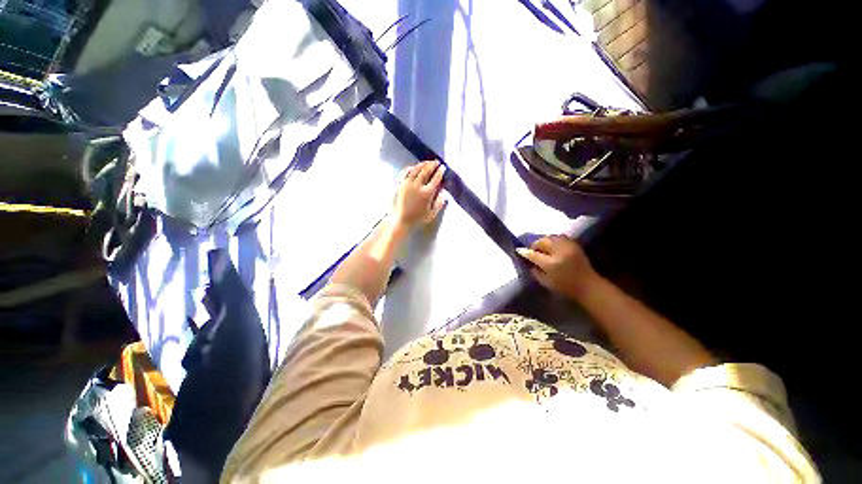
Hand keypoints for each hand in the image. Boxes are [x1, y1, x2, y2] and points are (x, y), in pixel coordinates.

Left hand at [391, 160, 446, 227]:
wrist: (400, 220)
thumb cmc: (417, 218)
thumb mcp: (431, 214)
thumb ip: (439, 203)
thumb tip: (444, 194)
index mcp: (427, 193)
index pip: (435, 179)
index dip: (440, 172)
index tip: (443, 167)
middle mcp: (417, 186)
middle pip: (426, 171)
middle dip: (432, 165)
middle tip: (437, 162)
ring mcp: (407, 184)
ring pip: (416, 169)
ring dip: (423, 164)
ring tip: (428, 162)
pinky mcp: (400, 184)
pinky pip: (405, 172)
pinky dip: (411, 168)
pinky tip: (414, 167)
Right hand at [516, 235, 598, 299]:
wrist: (588, 286)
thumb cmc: (565, 287)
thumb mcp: (545, 282)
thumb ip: (535, 271)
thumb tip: (528, 261)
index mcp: (551, 264)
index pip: (533, 254)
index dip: (524, 252)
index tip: (518, 251)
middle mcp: (559, 252)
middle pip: (542, 241)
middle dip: (535, 245)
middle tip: (532, 250)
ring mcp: (568, 247)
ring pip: (551, 237)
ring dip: (544, 241)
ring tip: (542, 247)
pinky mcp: (575, 245)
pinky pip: (560, 237)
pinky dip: (553, 240)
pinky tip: (552, 246)